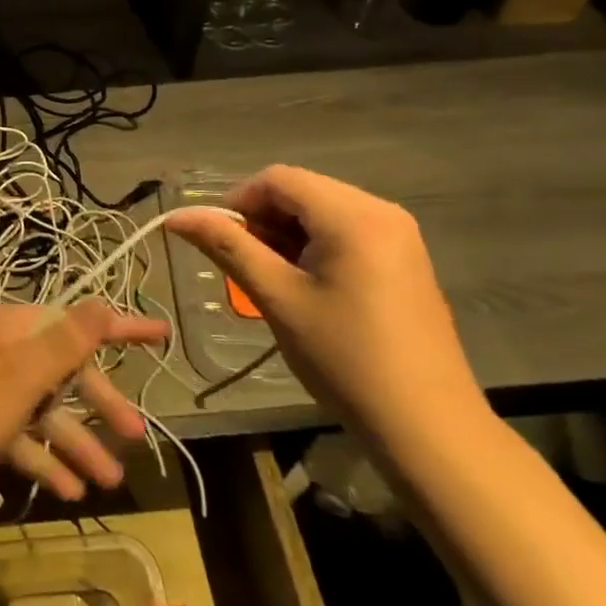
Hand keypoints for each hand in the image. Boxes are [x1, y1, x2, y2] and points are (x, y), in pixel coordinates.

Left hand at [0, 301, 168, 500]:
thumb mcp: (18, 380)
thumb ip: (63, 345)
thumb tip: (101, 303)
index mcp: (10, 328)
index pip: (75, 321)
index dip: (120, 328)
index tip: (161, 335)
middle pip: (62, 370)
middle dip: (99, 402)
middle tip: (136, 436)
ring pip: (42, 408)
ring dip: (75, 442)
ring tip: (110, 481)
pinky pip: (17, 434)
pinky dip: (41, 458)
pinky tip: (67, 493)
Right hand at [167, 166, 486, 448]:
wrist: (427, 427)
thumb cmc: (345, 358)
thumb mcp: (277, 299)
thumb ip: (227, 248)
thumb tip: (177, 217)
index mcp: (353, 216)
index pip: (278, 179)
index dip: (238, 202)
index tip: (219, 242)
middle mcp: (382, 211)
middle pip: (302, 190)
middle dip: (263, 219)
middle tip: (243, 265)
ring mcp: (399, 235)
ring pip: (322, 210)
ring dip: (286, 233)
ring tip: (272, 279)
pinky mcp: (405, 258)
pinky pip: (347, 230)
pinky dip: (315, 245)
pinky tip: (307, 285)